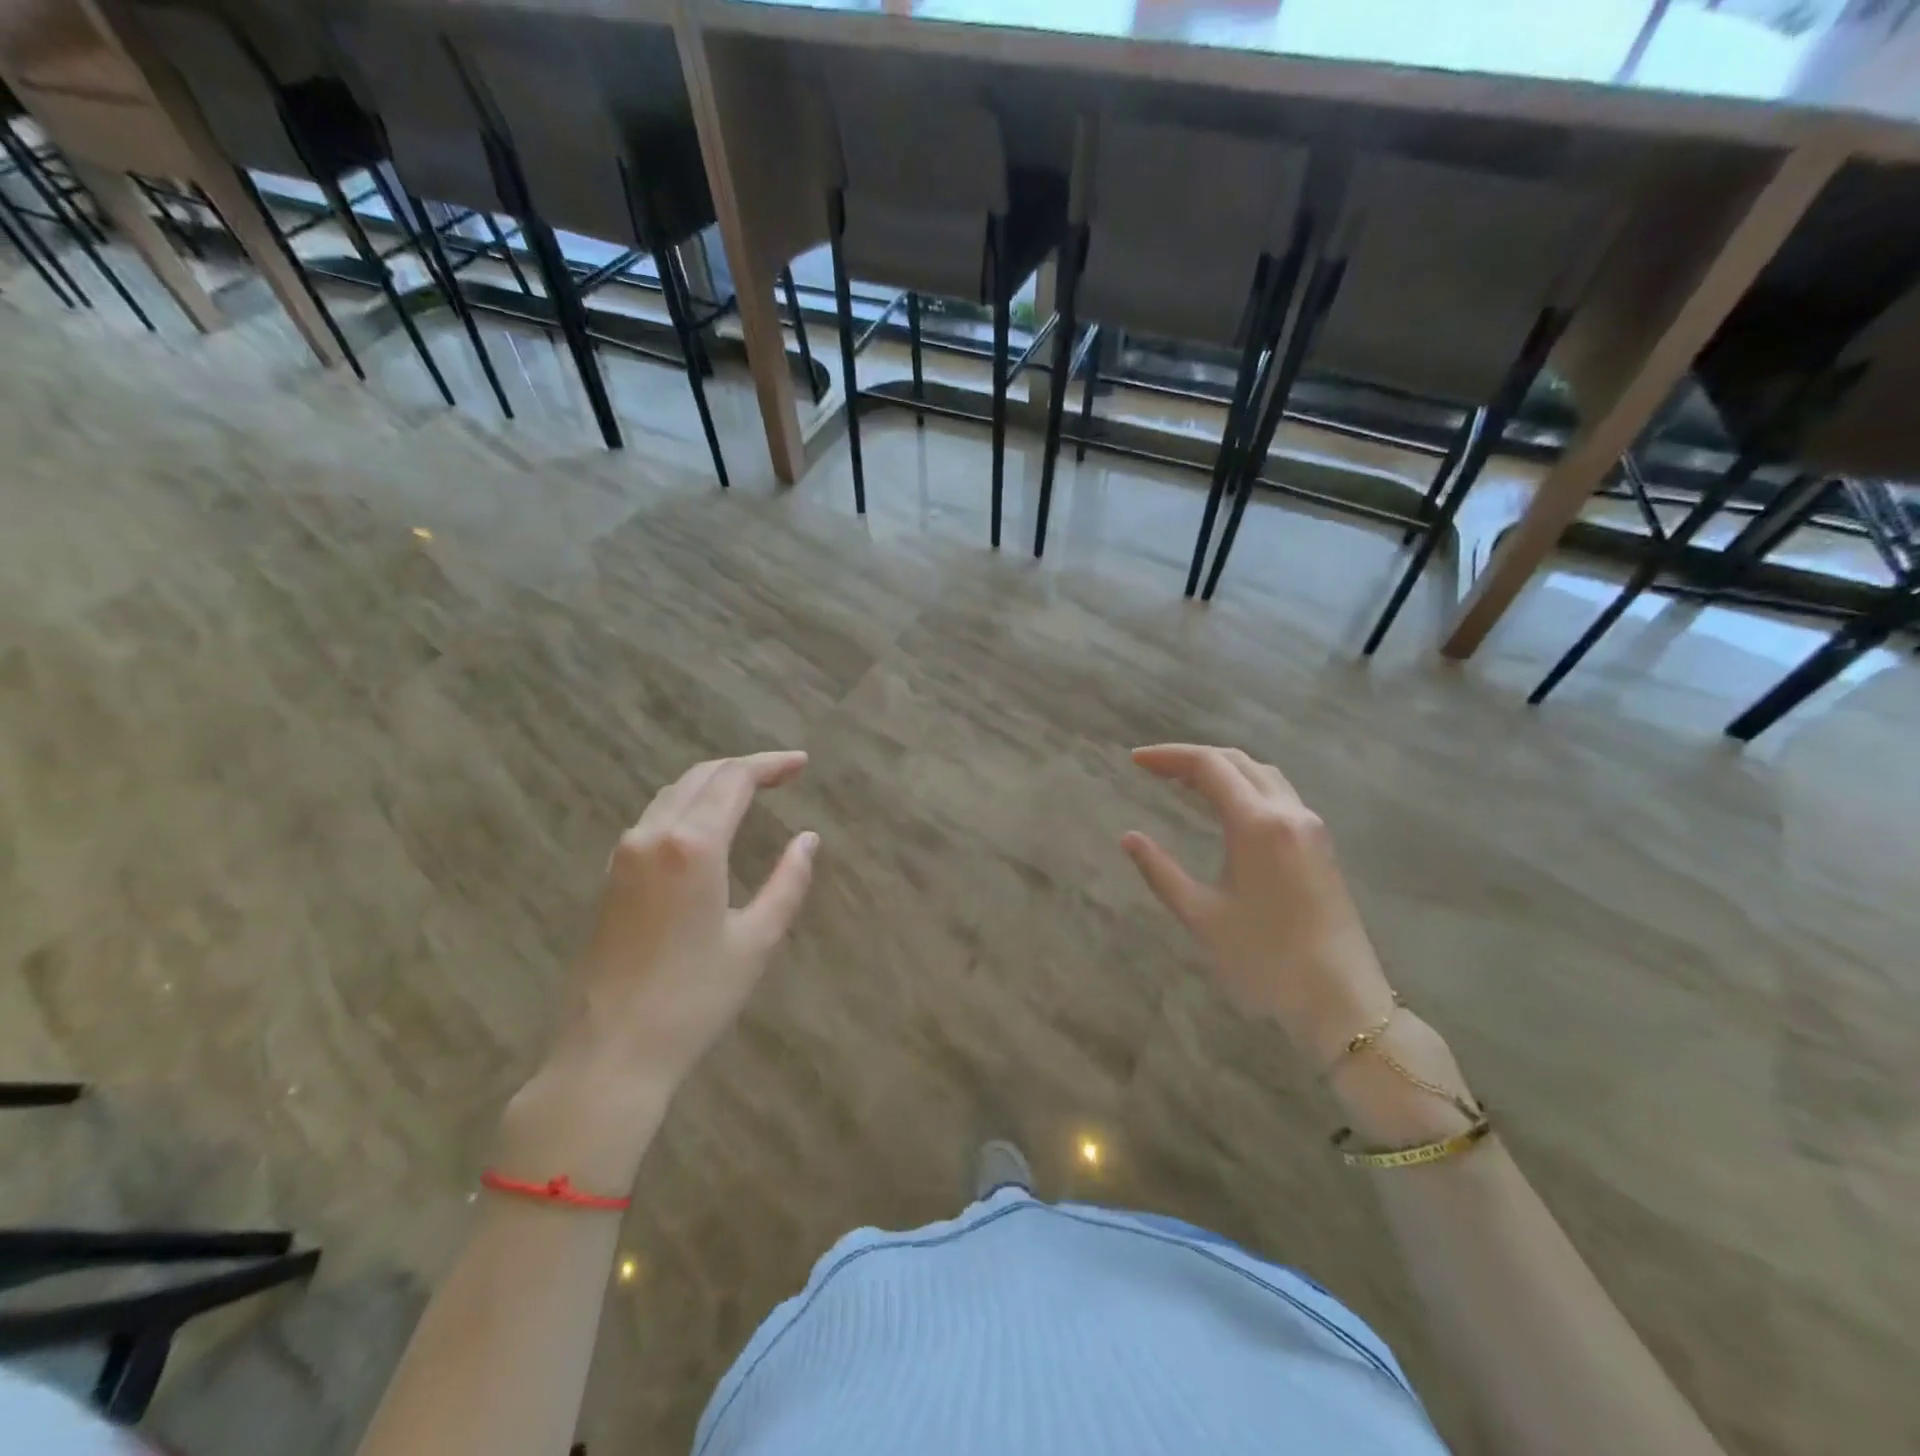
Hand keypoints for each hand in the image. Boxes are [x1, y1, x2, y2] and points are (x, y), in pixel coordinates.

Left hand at [547, 751, 817, 1095]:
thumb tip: (809, 840)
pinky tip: (706, 823)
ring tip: (751, 791)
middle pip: (701, 777)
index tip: (802, 764)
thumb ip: (788, 882)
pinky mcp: (611, 876)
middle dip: (744, 768)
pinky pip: (654, 818)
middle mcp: (652, 835)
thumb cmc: (693, 999)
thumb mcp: (756, 940)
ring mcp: (624, 854)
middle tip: (783, 773)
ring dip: (713, 783)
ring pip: (673, 794)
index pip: (734, 780)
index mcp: (692, 846)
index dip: (770, 765)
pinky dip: (688, 804)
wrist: (610, 1052)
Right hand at [1121, 744, 1394, 1069]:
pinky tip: (1225, 807)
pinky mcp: (1320, 844)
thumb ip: (1161, 871)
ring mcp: (1310, 827)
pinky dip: (1244, 786)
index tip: (1135, 760)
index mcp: (1257, 824)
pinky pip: (1277, 794)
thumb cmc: (1265, 959)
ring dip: (1222, 769)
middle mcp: (1288, 813)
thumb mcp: (1201, 916)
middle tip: (1153, 768)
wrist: (1341, 999)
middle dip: (1192, 758)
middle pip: (1237, 761)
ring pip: (1262, 774)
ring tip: (1183, 782)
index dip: (1169, 756)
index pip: (1209, 766)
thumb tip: (1129, 838)